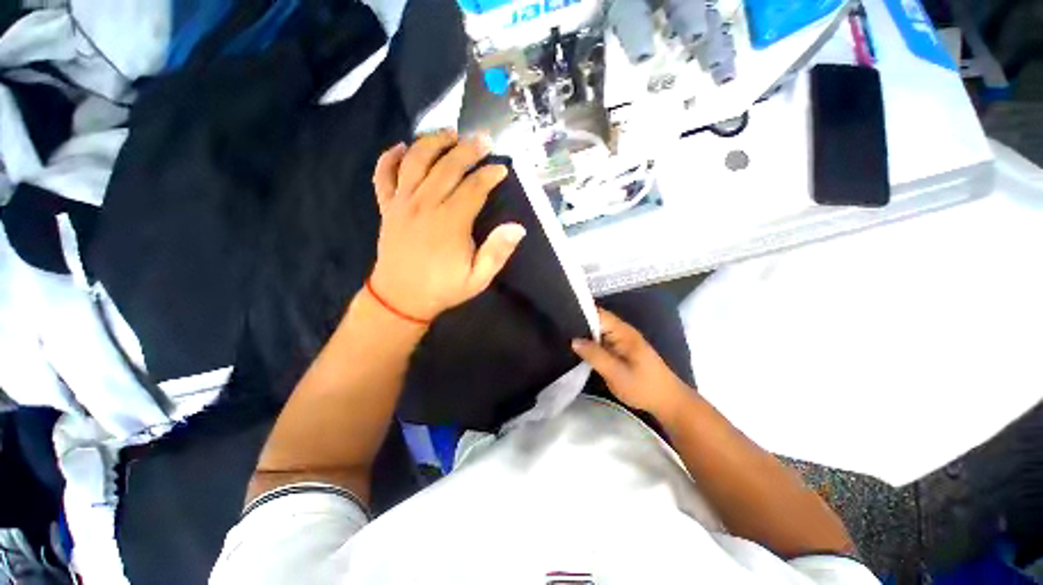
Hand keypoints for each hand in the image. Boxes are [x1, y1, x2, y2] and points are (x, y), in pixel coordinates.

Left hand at [369, 131, 525, 322]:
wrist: (400, 299)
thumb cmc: (442, 288)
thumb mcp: (477, 279)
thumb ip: (497, 253)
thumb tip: (517, 228)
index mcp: (450, 222)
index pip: (473, 187)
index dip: (489, 175)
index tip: (501, 169)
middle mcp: (425, 205)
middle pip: (447, 166)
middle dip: (468, 149)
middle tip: (483, 139)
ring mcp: (402, 203)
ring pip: (415, 161)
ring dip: (432, 142)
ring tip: (449, 133)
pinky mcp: (387, 207)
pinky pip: (383, 175)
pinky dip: (389, 157)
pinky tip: (401, 147)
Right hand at [572, 308, 692, 419]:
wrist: (668, 402)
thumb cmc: (643, 387)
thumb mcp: (616, 373)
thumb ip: (595, 355)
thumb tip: (573, 340)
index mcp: (623, 332)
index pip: (598, 313)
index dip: (580, 312)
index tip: (561, 316)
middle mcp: (621, 332)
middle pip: (596, 320)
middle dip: (578, 323)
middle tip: (558, 330)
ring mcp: (621, 341)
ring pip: (598, 331)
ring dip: (583, 334)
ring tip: (561, 336)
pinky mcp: (621, 350)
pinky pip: (602, 341)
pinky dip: (590, 343)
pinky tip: (577, 349)